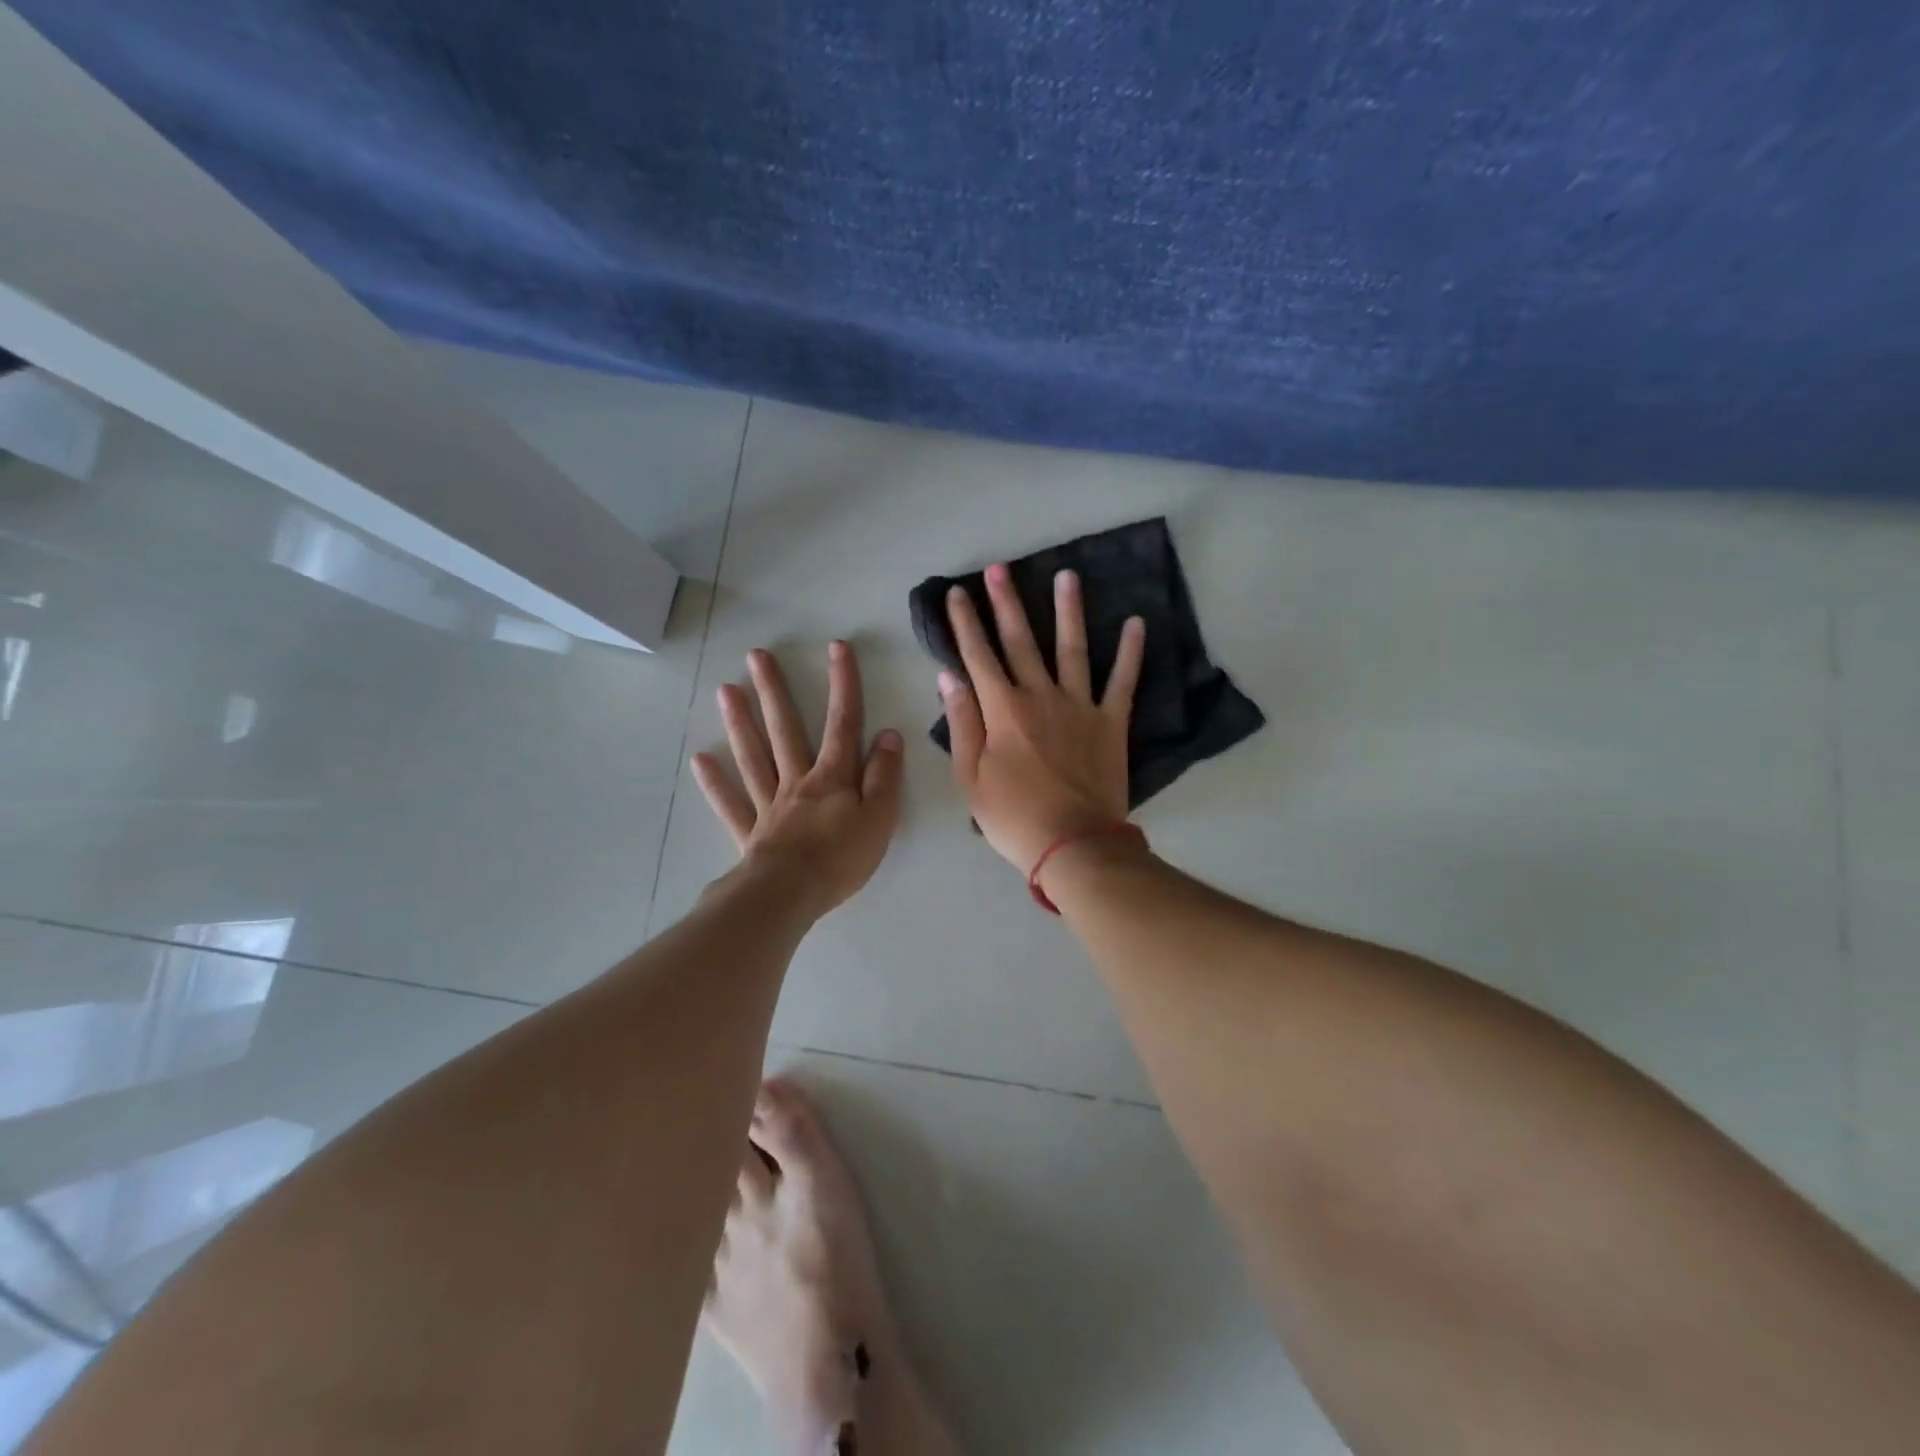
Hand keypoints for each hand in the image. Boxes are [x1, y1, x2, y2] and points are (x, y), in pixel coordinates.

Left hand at [692, 642, 903, 915]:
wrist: (791, 895)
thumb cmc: (841, 858)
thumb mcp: (880, 817)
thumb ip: (884, 776)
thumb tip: (888, 734)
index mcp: (832, 777)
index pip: (843, 723)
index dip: (842, 684)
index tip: (836, 647)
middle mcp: (797, 781)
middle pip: (785, 730)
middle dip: (774, 691)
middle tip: (756, 656)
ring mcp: (769, 805)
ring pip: (753, 757)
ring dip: (740, 723)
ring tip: (725, 690)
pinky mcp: (750, 832)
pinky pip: (731, 803)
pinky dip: (715, 782)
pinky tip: (700, 759)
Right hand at [939, 564, 1143, 873]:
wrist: (1073, 844)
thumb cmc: (1013, 816)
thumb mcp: (970, 777)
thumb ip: (961, 722)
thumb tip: (949, 676)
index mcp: (1002, 709)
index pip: (977, 656)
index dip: (964, 623)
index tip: (956, 593)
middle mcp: (1040, 696)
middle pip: (1020, 641)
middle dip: (1006, 602)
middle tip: (999, 567)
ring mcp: (1080, 706)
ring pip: (1072, 648)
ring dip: (1068, 610)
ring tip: (1067, 575)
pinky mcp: (1111, 722)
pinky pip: (1123, 681)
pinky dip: (1130, 652)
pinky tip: (1135, 622)